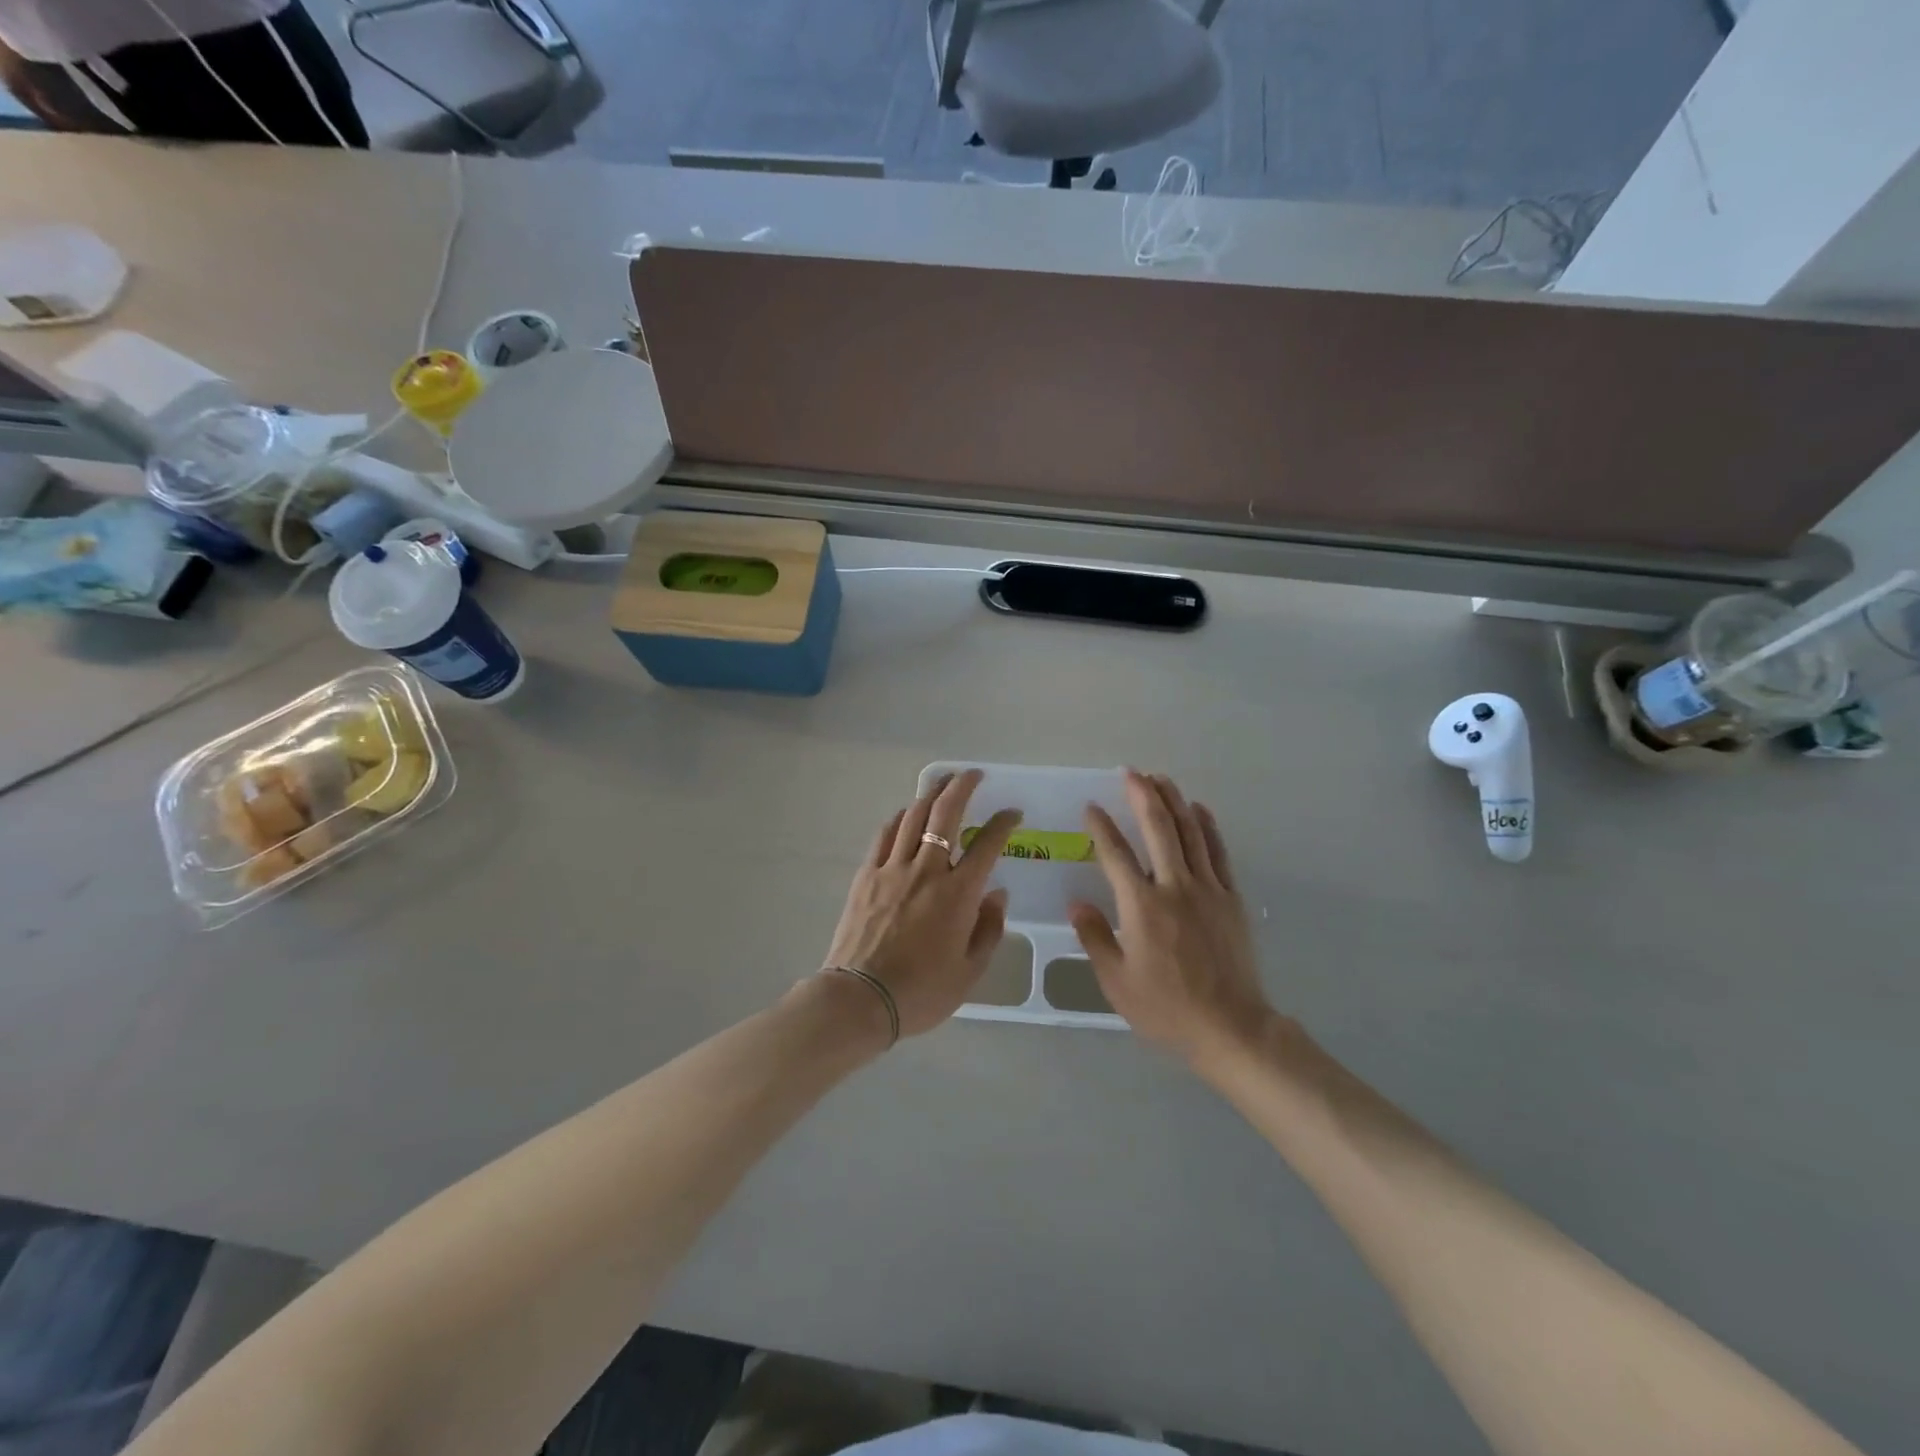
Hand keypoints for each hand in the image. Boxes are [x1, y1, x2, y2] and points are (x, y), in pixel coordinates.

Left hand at [820, 770, 1021, 1039]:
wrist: (860, 999)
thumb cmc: (921, 992)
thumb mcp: (970, 971)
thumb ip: (988, 929)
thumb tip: (996, 894)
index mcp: (958, 894)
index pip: (988, 844)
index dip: (1003, 823)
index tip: (1012, 813)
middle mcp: (927, 870)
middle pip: (945, 814)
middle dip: (963, 786)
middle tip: (974, 775)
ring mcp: (892, 869)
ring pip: (913, 817)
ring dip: (931, 794)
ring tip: (942, 783)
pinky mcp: (866, 875)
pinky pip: (884, 835)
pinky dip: (899, 819)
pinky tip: (905, 815)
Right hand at [1070, 770, 1274, 1065]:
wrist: (1231, 1027)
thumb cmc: (1166, 1008)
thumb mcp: (1116, 981)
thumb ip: (1095, 936)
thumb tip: (1076, 902)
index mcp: (1142, 906)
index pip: (1116, 854)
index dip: (1101, 827)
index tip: (1091, 807)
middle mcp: (1174, 887)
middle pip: (1158, 830)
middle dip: (1142, 796)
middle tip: (1130, 773)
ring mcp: (1207, 890)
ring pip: (1190, 833)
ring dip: (1174, 802)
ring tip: (1161, 779)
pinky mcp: (1231, 898)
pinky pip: (1218, 852)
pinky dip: (1207, 827)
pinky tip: (1198, 810)